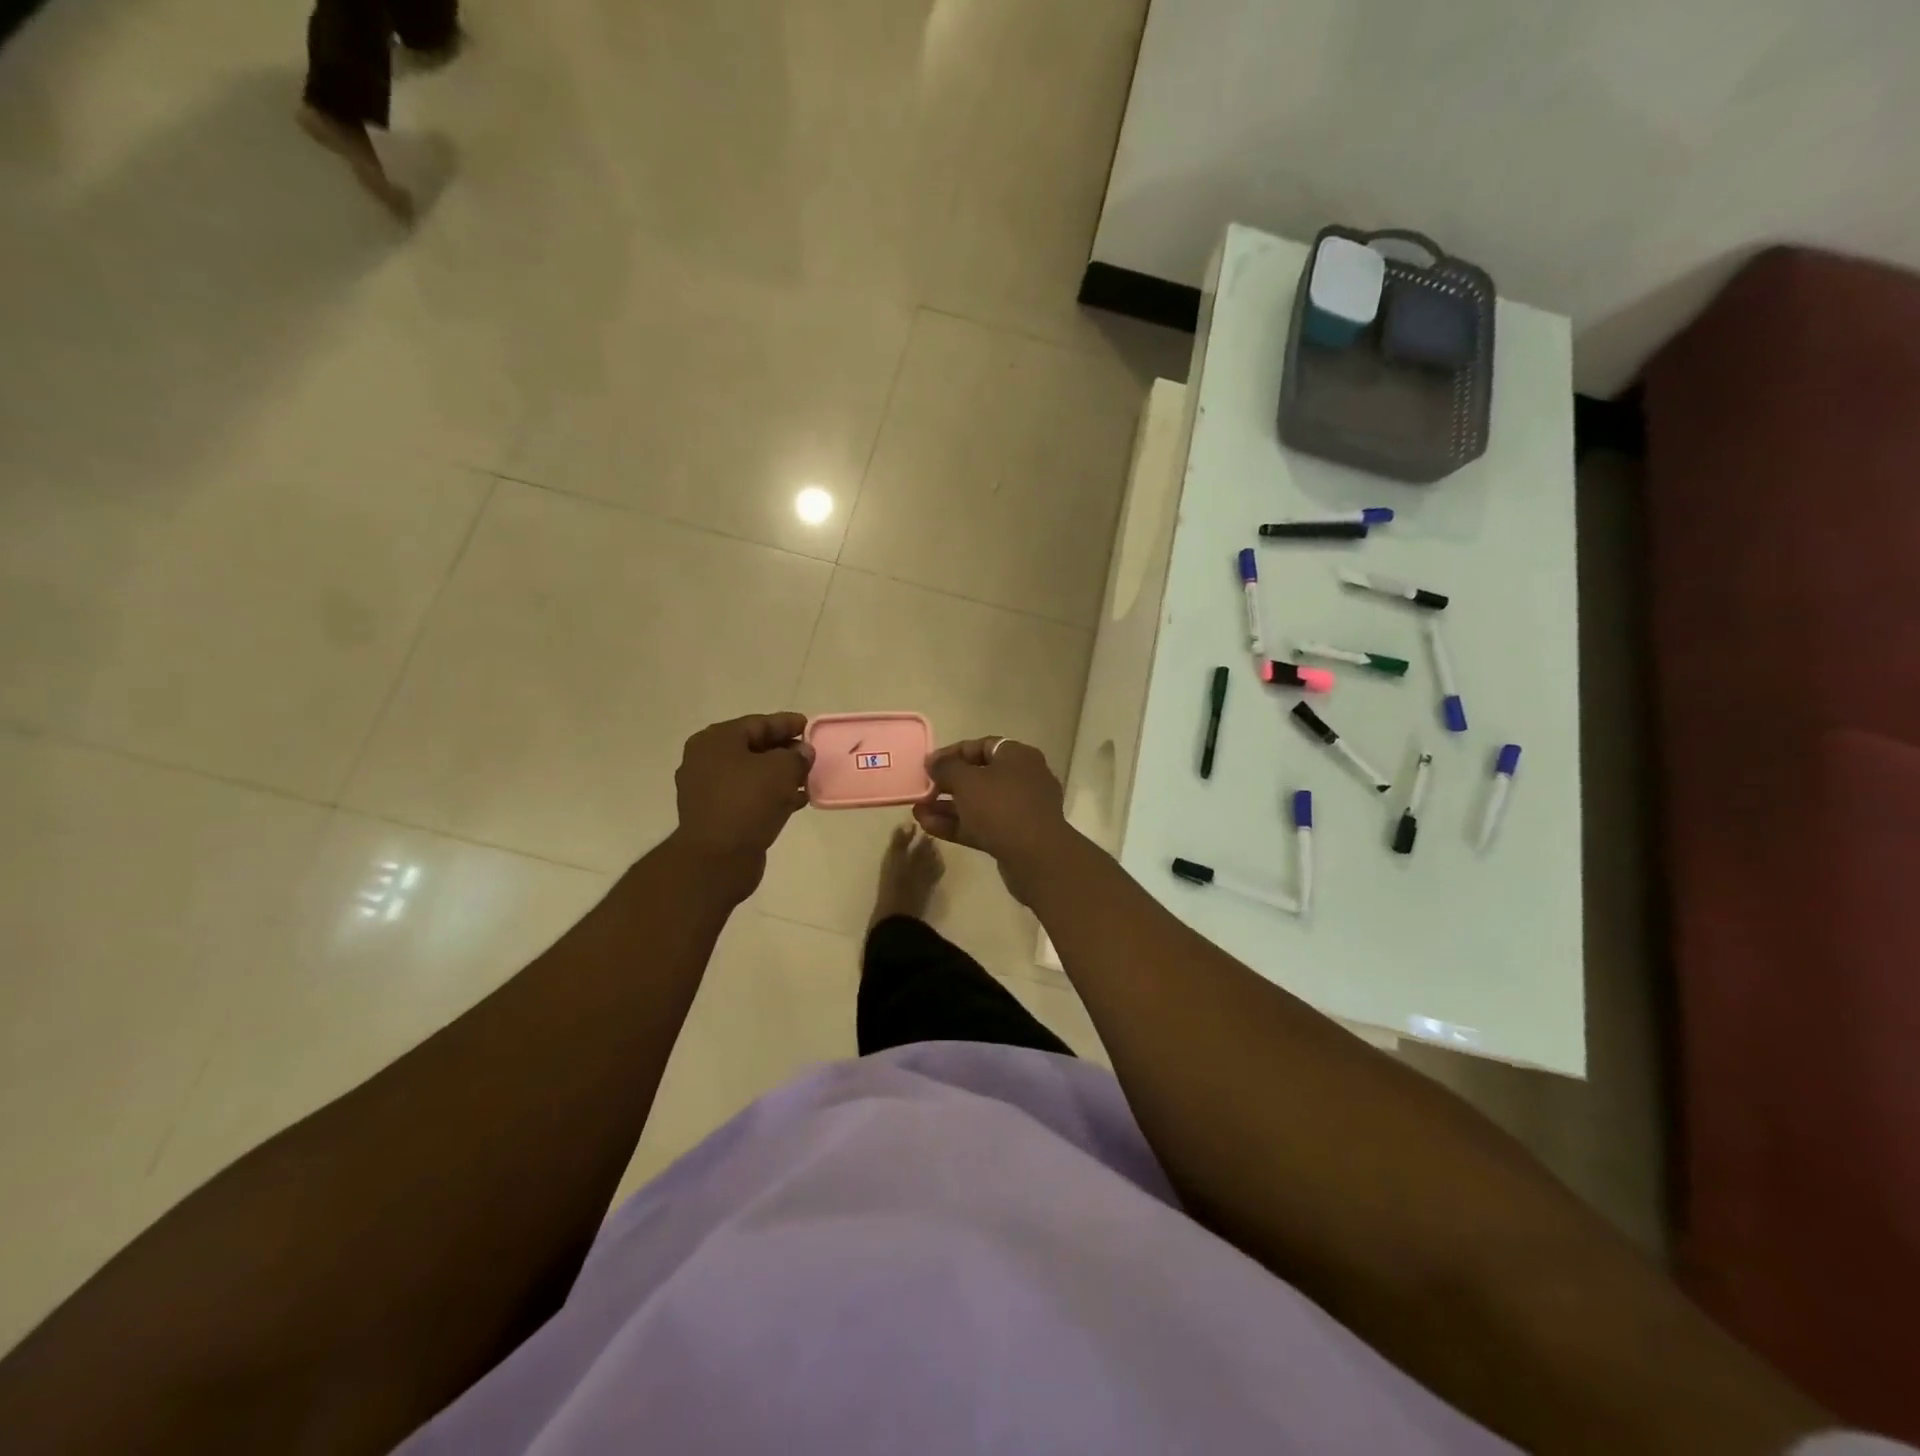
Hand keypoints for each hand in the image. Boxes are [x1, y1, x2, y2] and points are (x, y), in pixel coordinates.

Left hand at [672, 713, 812, 894]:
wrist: (718, 858)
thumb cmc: (747, 802)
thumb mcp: (781, 770)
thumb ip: (797, 756)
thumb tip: (802, 753)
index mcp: (715, 741)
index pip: (757, 723)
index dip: (786, 723)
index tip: (810, 726)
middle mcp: (705, 761)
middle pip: (752, 748)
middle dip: (784, 750)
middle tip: (811, 754)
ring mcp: (708, 790)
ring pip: (752, 774)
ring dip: (780, 775)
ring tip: (809, 778)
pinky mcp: (716, 816)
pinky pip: (748, 797)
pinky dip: (771, 795)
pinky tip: (797, 800)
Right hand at [912, 737, 1071, 902]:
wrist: (1036, 857)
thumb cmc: (1001, 806)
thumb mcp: (967, 781)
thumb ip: (946, 767)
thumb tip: (933, 761)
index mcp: (1018, 757)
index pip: (982, 746)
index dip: (952, 753)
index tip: (928, 764)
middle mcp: (1023, 779)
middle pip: (979, 776)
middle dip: (947, 784)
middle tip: (922, 790)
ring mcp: (1020, 810)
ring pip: (978, 803)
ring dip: (948, 807)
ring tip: (918, 811)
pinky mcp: (1014, 836)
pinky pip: (982, 824)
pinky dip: (957, 824)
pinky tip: (928, 826)